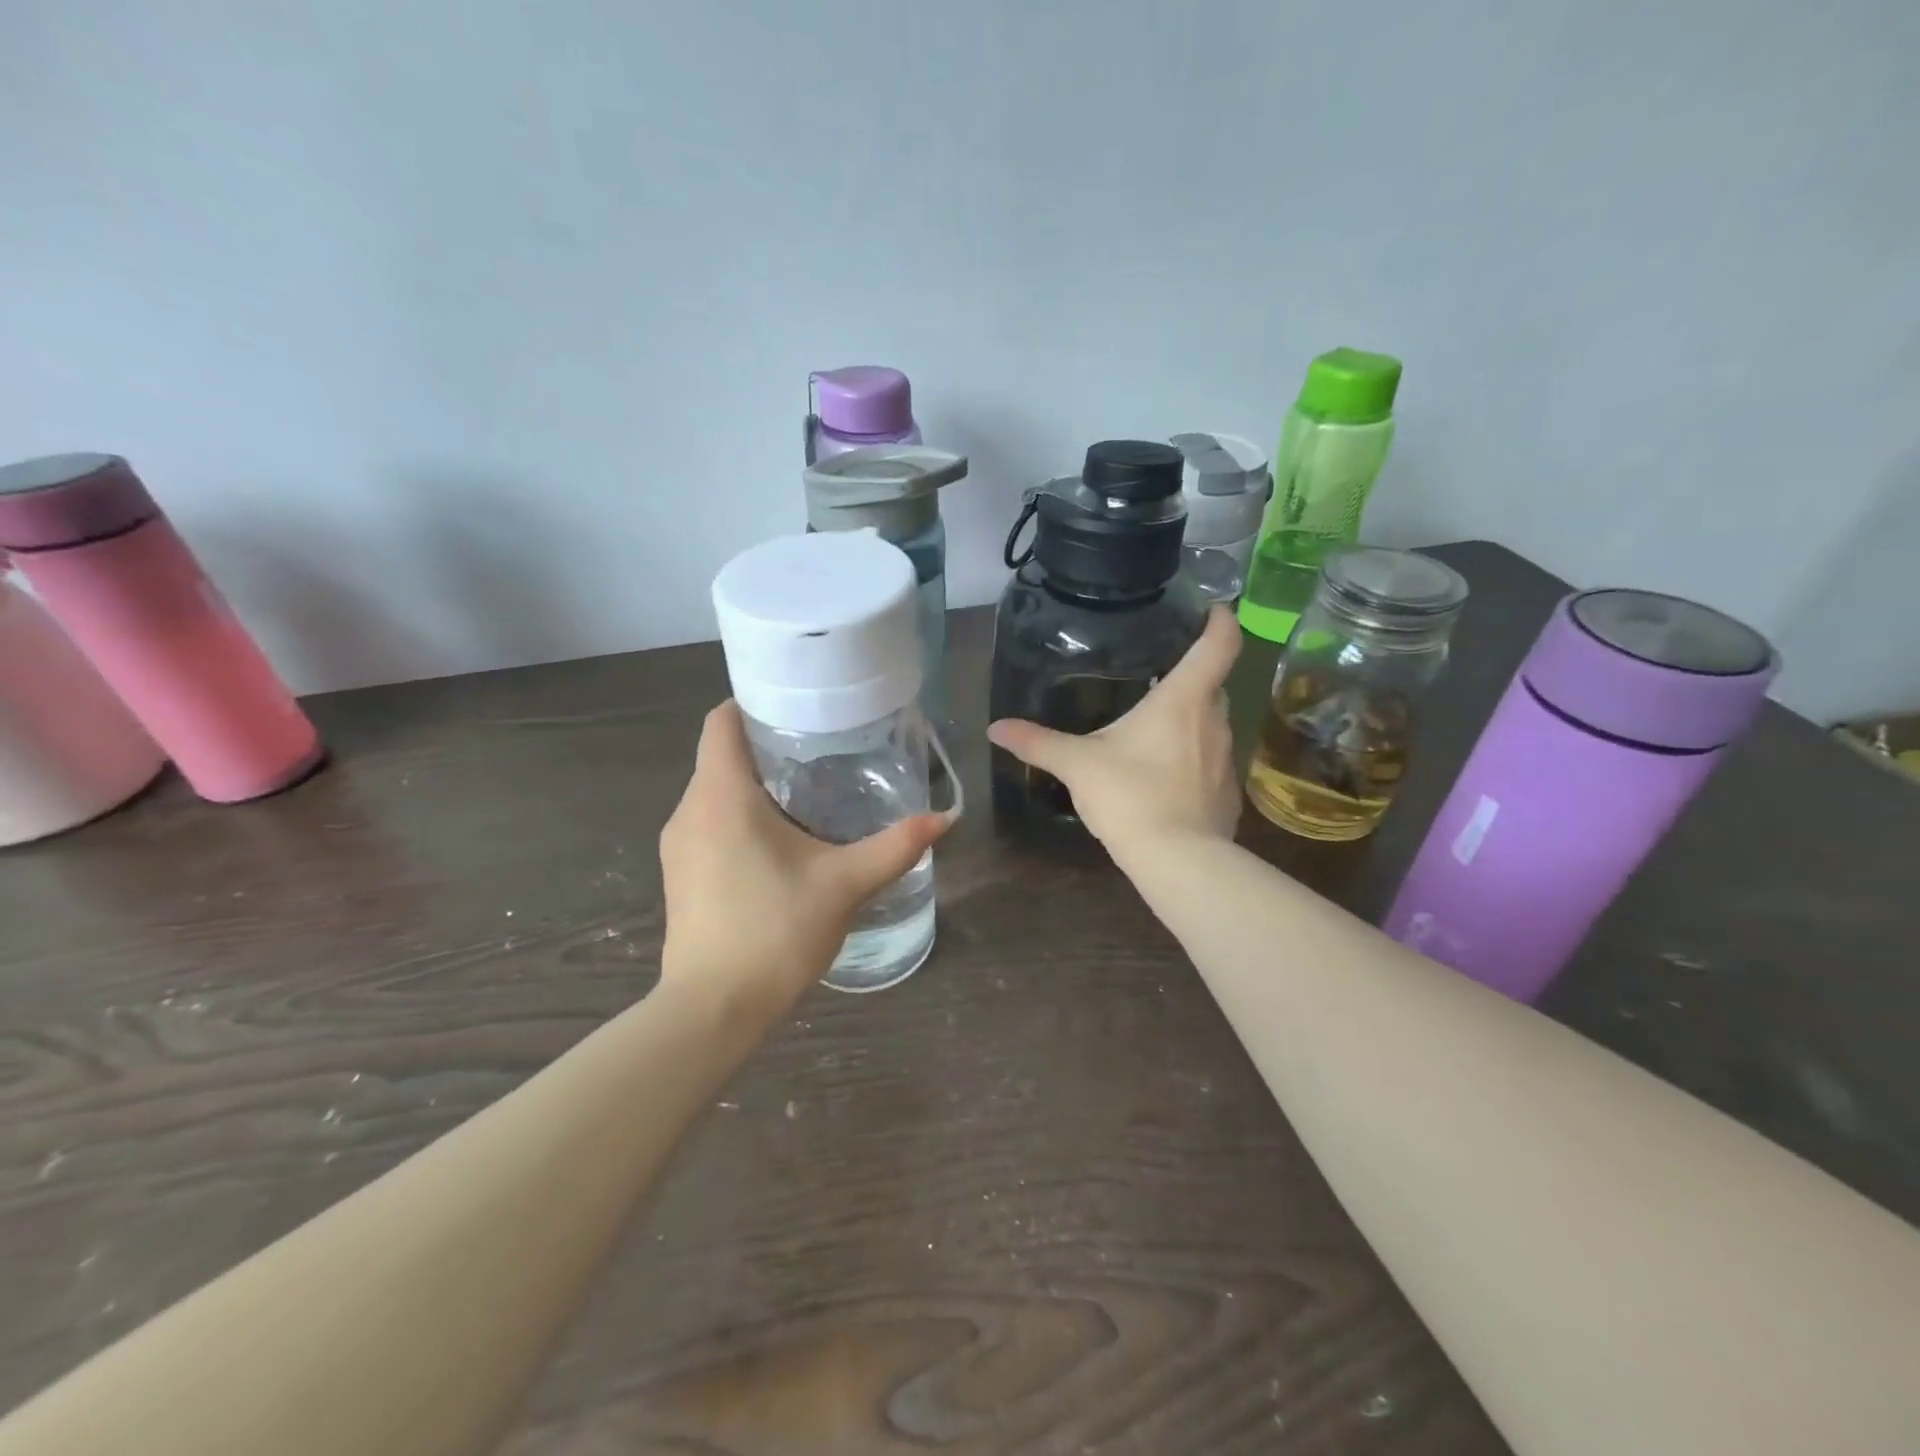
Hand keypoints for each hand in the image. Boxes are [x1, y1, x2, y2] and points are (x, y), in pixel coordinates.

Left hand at [658, 702, 952, 1008]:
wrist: (712, 1011)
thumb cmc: (775, 932)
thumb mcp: (844, 884)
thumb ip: (895, 847)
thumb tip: (944, 819)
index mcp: (721, 796)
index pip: (722, 721)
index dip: (754, 703)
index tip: (798, 708)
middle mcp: (690, 810)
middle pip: (721, 755)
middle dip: (766, 747)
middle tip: (822, 750)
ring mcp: (677, 845)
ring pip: (714, 792)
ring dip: (753, 785)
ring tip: (807, 793)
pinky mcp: (679, 875)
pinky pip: (708, 823)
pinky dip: (739, 817)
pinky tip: (779, 842)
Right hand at [988, 606, 1241, 853]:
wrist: (1178, 860)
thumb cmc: (1130, 796)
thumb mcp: (1077, 765)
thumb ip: (1037, 742)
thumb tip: (995, 727)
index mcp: (1184, 699)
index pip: (1219, 643)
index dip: (1220, 619)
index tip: (1212, 608)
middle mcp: (1215, 719)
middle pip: (1212, 682)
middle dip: (1191, 675)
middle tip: (1157, 674)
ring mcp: (1227, 757)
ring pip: (1211, 722)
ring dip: (1189, 718)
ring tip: (1155, 725)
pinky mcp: (1227, 791)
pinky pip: (1211, 759)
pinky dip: (1193, 756)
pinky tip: (1165, 774)